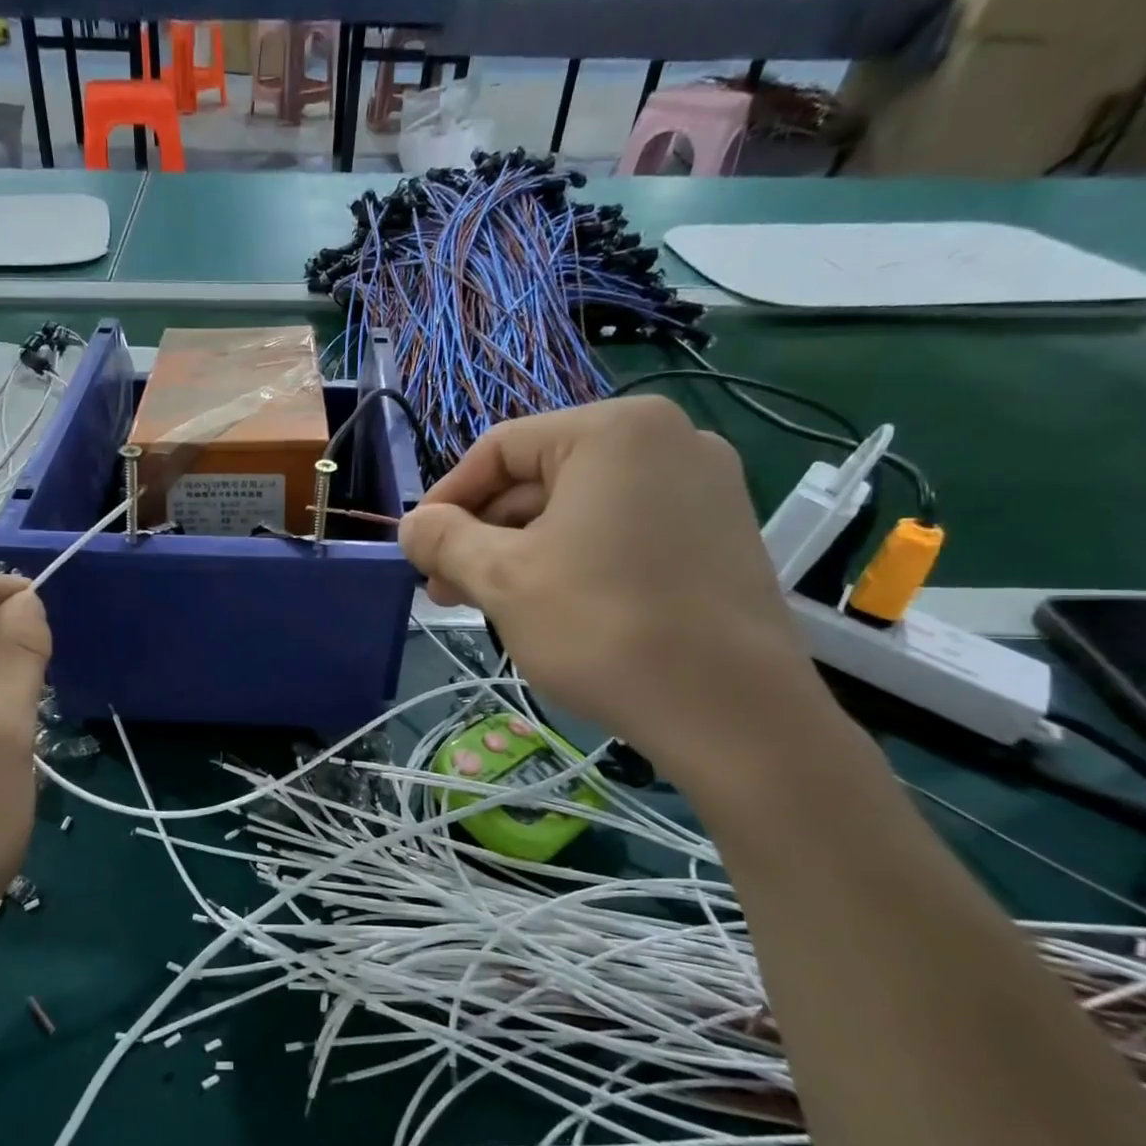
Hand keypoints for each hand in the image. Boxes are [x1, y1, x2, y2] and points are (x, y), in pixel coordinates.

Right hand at [398, 398, 826, 779]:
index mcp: (613, 430)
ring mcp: (703, 487)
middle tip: (446, 590)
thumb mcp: (502, 579)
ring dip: (522, 552)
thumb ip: (443, 540)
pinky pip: (620, 531)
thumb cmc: (604, 627)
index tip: (418, 550)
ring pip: (578, 509)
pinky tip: (551, 608)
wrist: (735, 715)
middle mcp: (667, 439)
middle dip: (484, 534)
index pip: (499, 448)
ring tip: (490, 605)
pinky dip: (573, 561)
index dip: (446, 499)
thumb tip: (411, 525)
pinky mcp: (718, 534)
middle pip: (540, 478)